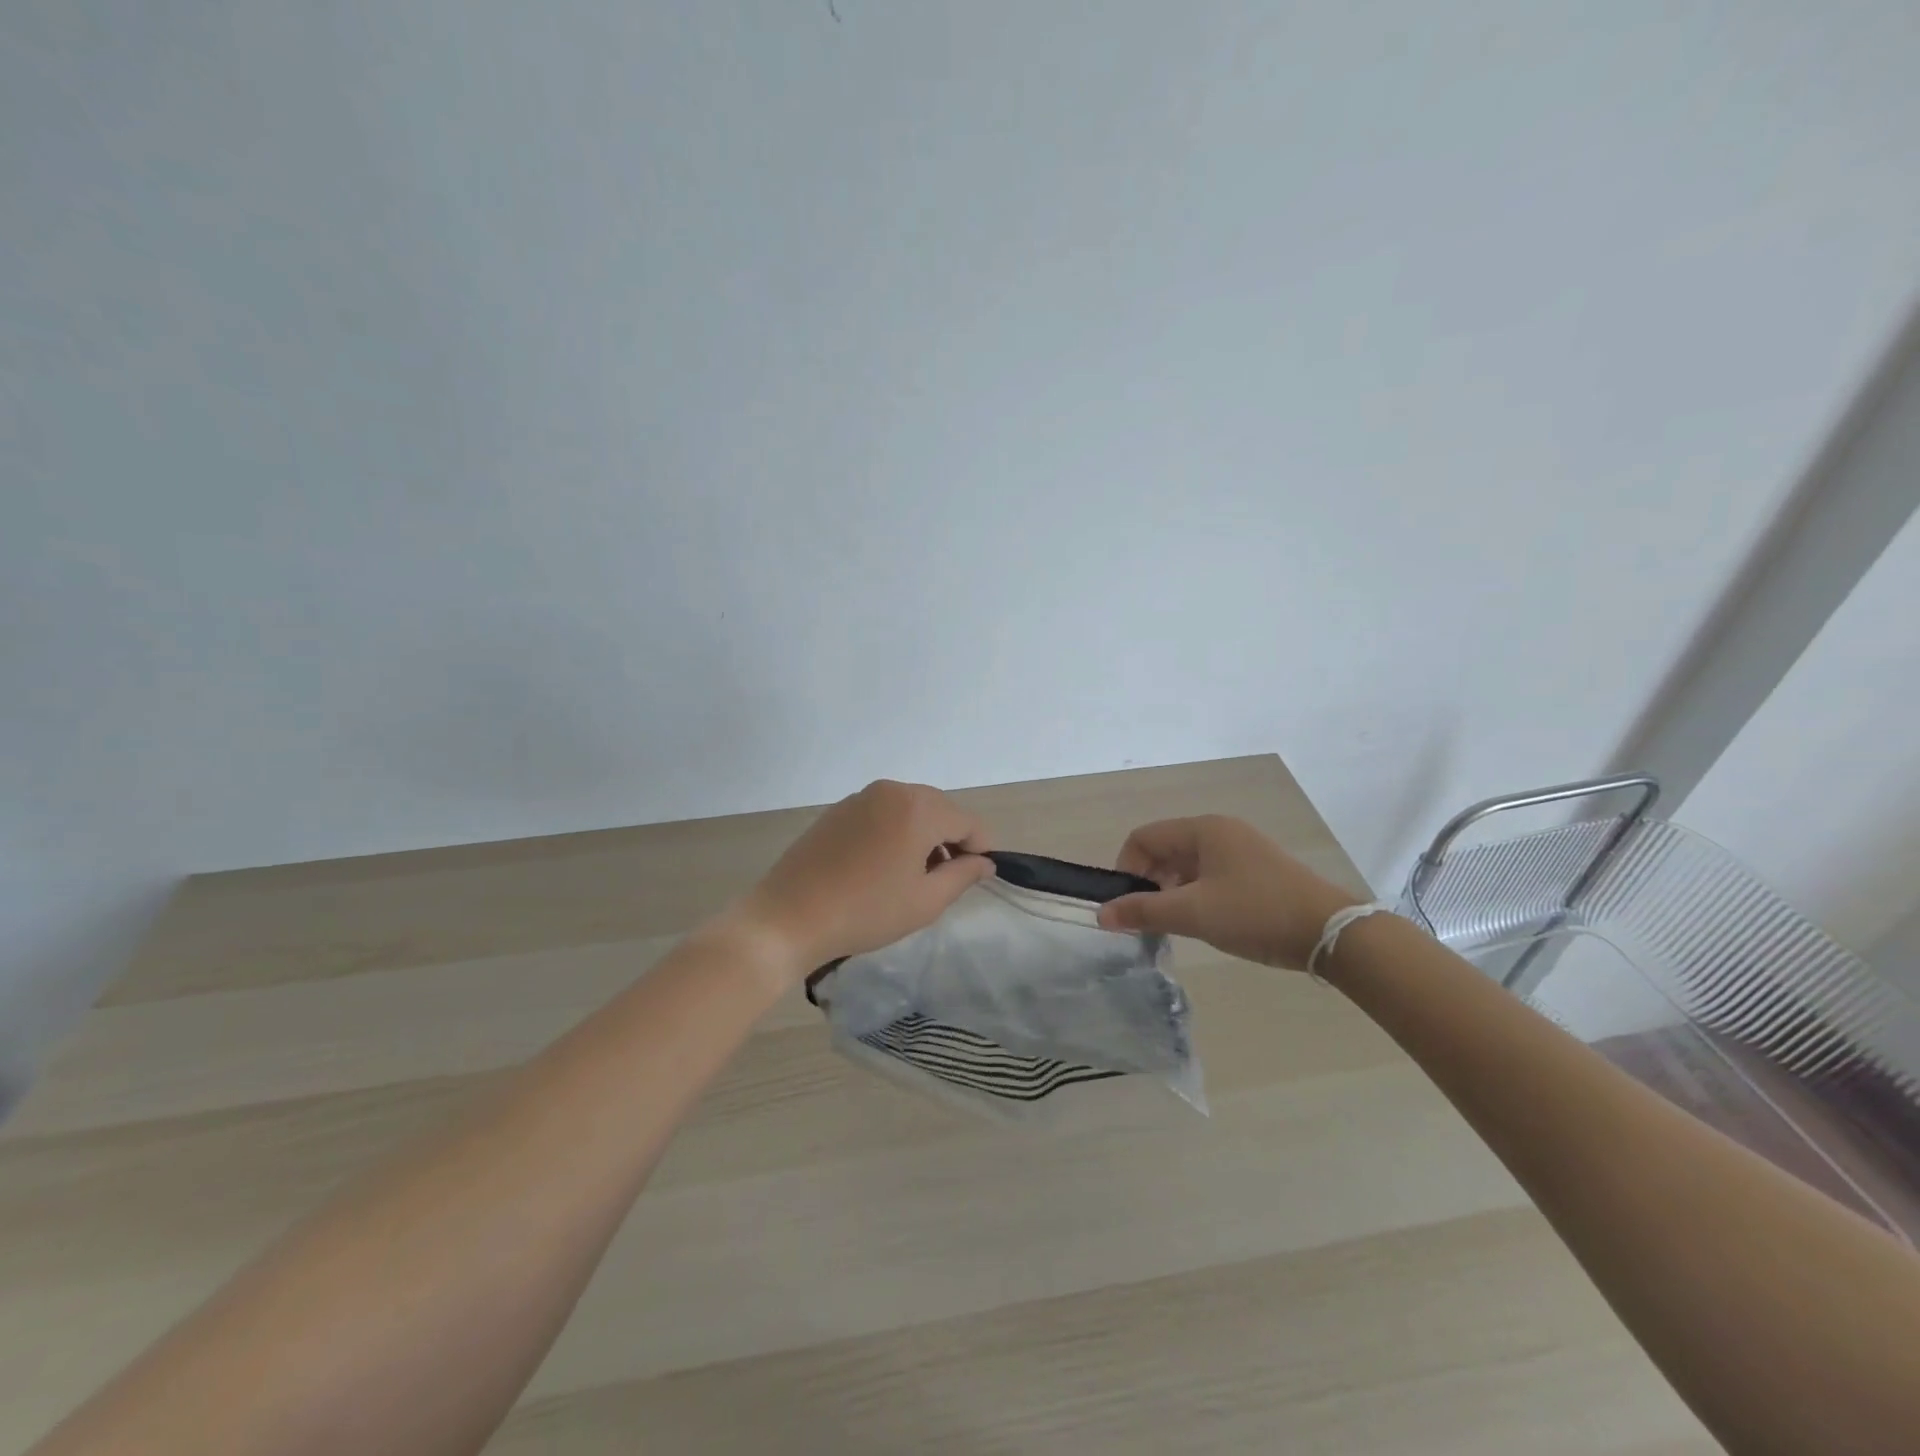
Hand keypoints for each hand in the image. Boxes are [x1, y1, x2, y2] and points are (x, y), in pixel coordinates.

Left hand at [735, 779, 995, 973]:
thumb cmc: (866, 911)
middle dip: (950, 839)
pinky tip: (882, 866)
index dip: (980, 848)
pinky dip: (895, 832)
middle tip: (946, 879)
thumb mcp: (925, 901)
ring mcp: (861, 797)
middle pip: (938, 809)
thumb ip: (963, 875)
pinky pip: (882, 813)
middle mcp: (891, 790)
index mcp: (917, 808)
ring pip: (909, 809)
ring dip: (922, 835)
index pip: (966, 821)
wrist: (789, 917)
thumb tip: (984, 862)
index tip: (979, 876)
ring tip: (913, 875)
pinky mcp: (838, 810)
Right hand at [1095, 815, 1358, 970]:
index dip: (1126, 869)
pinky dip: (1196, 895)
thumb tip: (1101, 914)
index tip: (1127, 905)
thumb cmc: (1256, 914)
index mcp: (1203, 829)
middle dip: (1149, 882)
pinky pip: (1211, 875)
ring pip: (1188, 864)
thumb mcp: (1194, 913)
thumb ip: (1143, 911)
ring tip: (1177, 925)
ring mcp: (1242, 849)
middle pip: (1165, 849)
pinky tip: (1205, 922)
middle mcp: (1220, 831)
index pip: (1143, 837)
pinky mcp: (1258, 870)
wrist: (1333, 933)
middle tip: (1150, 919)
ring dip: (1172, 891)